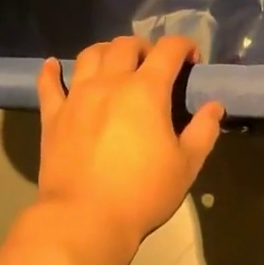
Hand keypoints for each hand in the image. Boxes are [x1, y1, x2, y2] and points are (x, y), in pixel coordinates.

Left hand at [37, 36, 223, 251]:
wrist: (86, 219)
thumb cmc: (144, 192)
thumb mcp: (187, 165)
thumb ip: (204, 130)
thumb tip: (214, 107)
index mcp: (146, 90)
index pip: (168, 50)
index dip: (184, 46)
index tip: (193, 61)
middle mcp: (110, 83)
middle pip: (126, 45)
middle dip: (146, 47)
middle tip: (156, 66)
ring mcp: (77, 97)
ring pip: (90, 55)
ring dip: (107, 51)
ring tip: (116, 65)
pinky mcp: (53, 117)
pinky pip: (49, 84)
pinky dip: (52, 71)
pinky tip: (54, 66)